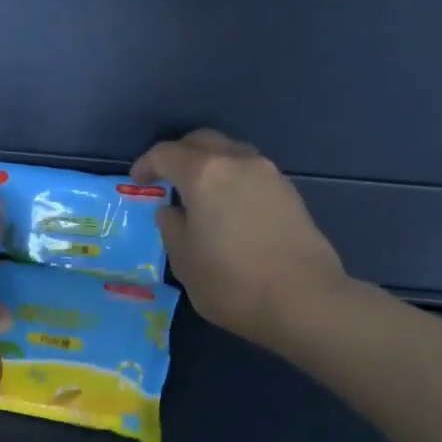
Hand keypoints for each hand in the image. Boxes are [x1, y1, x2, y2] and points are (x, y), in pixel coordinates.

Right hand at [131, 130, 347, 351]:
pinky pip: (251, 172)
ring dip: (210, 165)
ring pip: (231, 153)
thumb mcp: (185, 262)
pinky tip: (229, 208)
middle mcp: (237, 162)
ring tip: (199, 194)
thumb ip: (172, 228)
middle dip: (179, 154)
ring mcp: (269, 174)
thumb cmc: (232, 283)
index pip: (167, 154)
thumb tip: (172, 211)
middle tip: (166, 178)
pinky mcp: (290, 192)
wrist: (304, 300)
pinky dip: (233, 180)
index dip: (147, 164)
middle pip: (202, 141)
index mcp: (204, 174)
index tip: (137, 180)